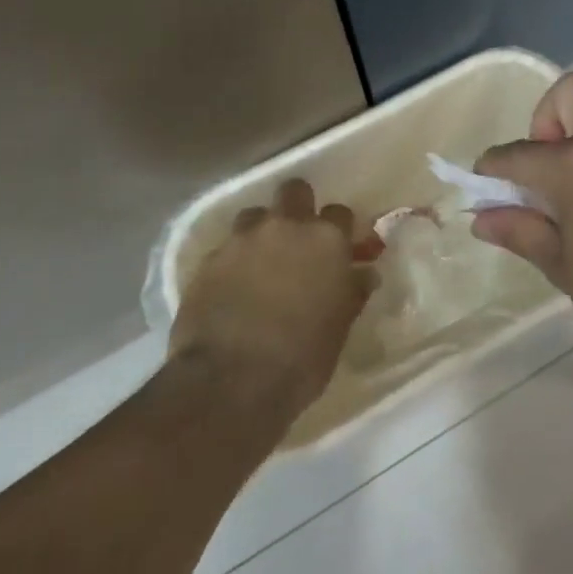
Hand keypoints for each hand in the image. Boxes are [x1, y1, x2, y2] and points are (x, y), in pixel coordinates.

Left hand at [167, 179, 376, 420]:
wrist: (229, 383)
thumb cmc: (301, 358)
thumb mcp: (339, 327)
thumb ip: (352, 291)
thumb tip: (364, 274)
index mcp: (326, 240)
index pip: (340, 213)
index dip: (339, 229)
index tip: (338, 248)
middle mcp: (285, 227)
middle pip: (294, 191)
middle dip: (298, 206)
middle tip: (298, 237)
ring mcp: (242, 240)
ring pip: (254, 215)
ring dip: (261, 231)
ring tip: (261, 262)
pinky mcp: (208, 260)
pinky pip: (226, 248)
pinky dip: (233, 261)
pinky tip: (233, 288)